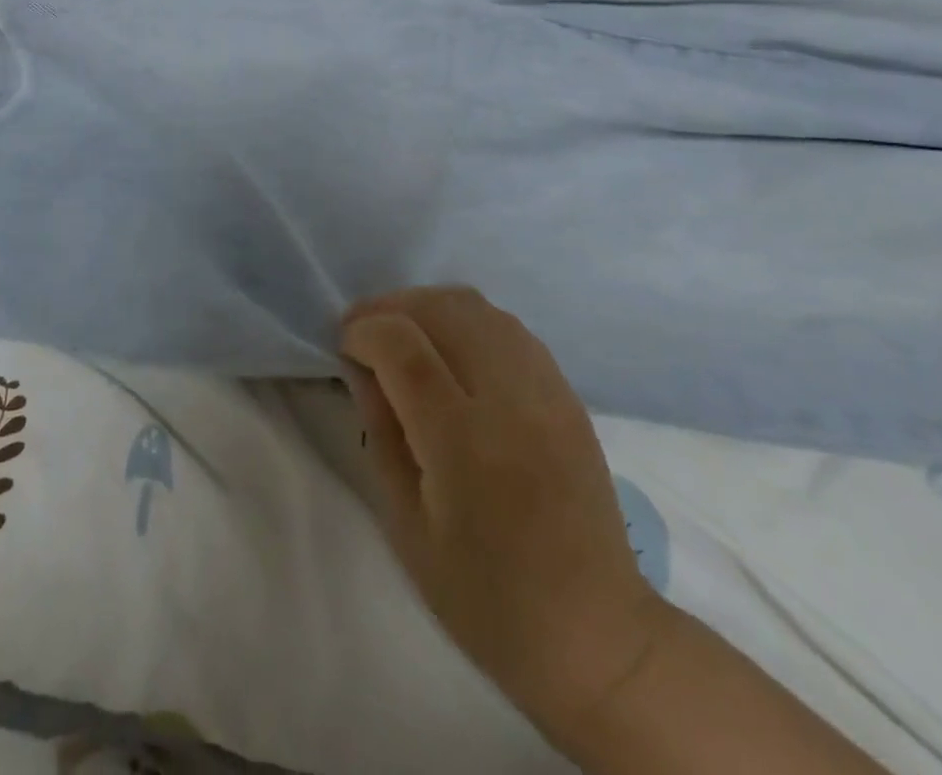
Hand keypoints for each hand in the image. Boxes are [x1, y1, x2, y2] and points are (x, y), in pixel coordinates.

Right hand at [341, 287, 667, 749]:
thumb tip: (361, 367)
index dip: (363, 331)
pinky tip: (451, 350)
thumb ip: (381, 431)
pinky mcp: (567, 393)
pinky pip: (507, 326)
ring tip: (405, 334)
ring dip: (428, 307)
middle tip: (365, 333)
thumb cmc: (486, 596)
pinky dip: (467, 321)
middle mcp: (509, 399)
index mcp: (463, 441)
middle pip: (441, 308)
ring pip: (477, 306)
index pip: (403, 345)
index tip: (344, 346)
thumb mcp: (406, 525)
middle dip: (391, 307)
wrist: (596, 635)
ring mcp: (546, 390)